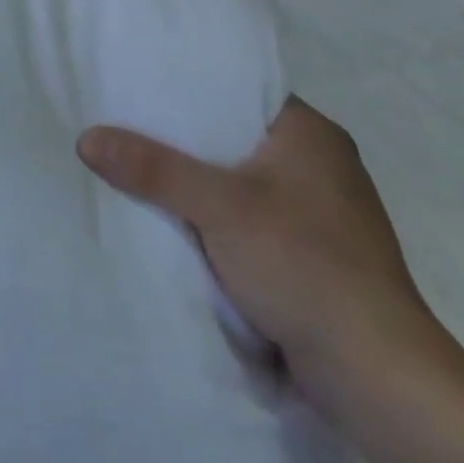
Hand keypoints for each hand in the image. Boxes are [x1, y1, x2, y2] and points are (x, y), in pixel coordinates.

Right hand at [78, 97, 444, 412]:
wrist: (377, 376)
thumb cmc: (305, 266)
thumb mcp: (218, 207)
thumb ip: (152, 169)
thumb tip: (86, 138)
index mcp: (311, 134)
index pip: (238, 90)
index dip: (187, 87)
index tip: (137, 86)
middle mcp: (319, 165)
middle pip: (232, 137)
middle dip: (181, 141)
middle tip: (122, 126)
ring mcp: (317, 214)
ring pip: (237, 183)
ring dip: (195, 185)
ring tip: (134, 168)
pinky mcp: (310, 257)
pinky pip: (246, 221)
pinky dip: (213, 220)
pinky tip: (171, 220)